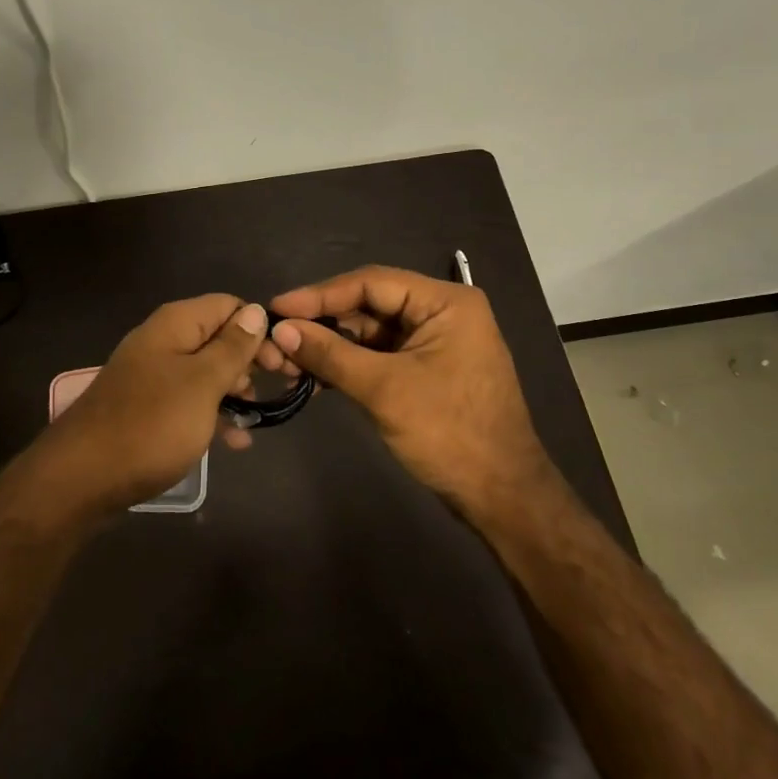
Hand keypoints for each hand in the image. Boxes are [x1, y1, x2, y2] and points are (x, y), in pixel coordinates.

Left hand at [38, 294, 272, 512]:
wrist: (82, 478)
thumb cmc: (151, 425)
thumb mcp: (202, 384)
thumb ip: (232, 347)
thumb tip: (257, 311)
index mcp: (175, 324)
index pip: (229, 306)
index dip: (258, 329)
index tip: (281, 364)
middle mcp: (163, 342)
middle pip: (217, 338)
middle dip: (249, 362)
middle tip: (274, 391)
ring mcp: (152, 376)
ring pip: (205, 373)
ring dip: (233, 392)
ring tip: (253, 420)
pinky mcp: (147, 408)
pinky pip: (188, 402)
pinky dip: (211, 415)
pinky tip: (233, 442)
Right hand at [268, 266, 553, 514]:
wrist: (501, 495)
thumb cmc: (449, 433)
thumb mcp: (384, 389)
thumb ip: (331, 354)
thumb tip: (280, 330)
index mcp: (445, 303)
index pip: (371, 282)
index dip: (319, 294)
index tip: (276, 308)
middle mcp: (441, 313)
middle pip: (369, 305)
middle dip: (322, 324)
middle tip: (277, 340)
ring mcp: (434, 343)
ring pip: (369, 333)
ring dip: (331, 348)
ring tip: (288, 365)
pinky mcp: (426, 371)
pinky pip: (379, 357)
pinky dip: (348, 367)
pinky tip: (315, 381)